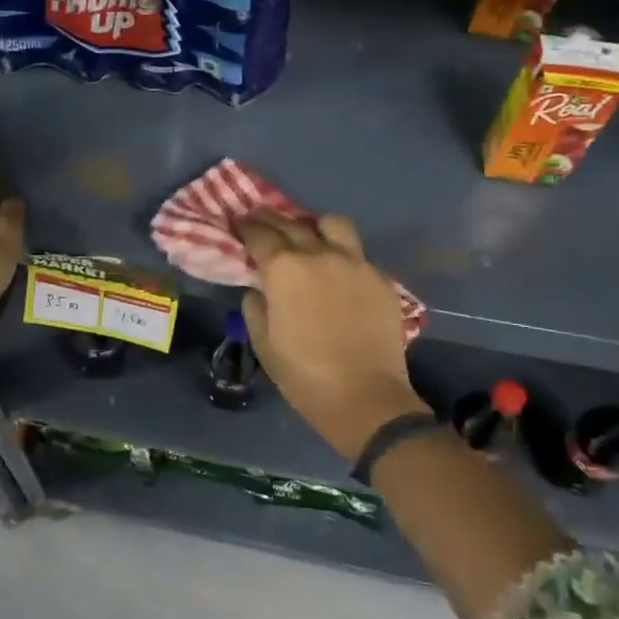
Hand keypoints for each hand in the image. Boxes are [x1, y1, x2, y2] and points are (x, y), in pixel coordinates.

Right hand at [238, 211, 427, 461]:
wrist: (366, 398)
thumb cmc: (304, 374)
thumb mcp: (263, 343)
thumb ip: (255, 306)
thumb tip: (259, 289)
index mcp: (284, 268)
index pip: (259, 234)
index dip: (245, 227)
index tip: (238, 223)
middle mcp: (318, 254)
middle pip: (291, 223)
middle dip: (272, 220)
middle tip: (262, 223)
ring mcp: (354, 262)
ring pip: (333, 224)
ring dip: (315, 226)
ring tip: (310, 237)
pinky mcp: (380, 278)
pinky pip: (357, 254)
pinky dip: (342, 255)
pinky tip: (338, 272)